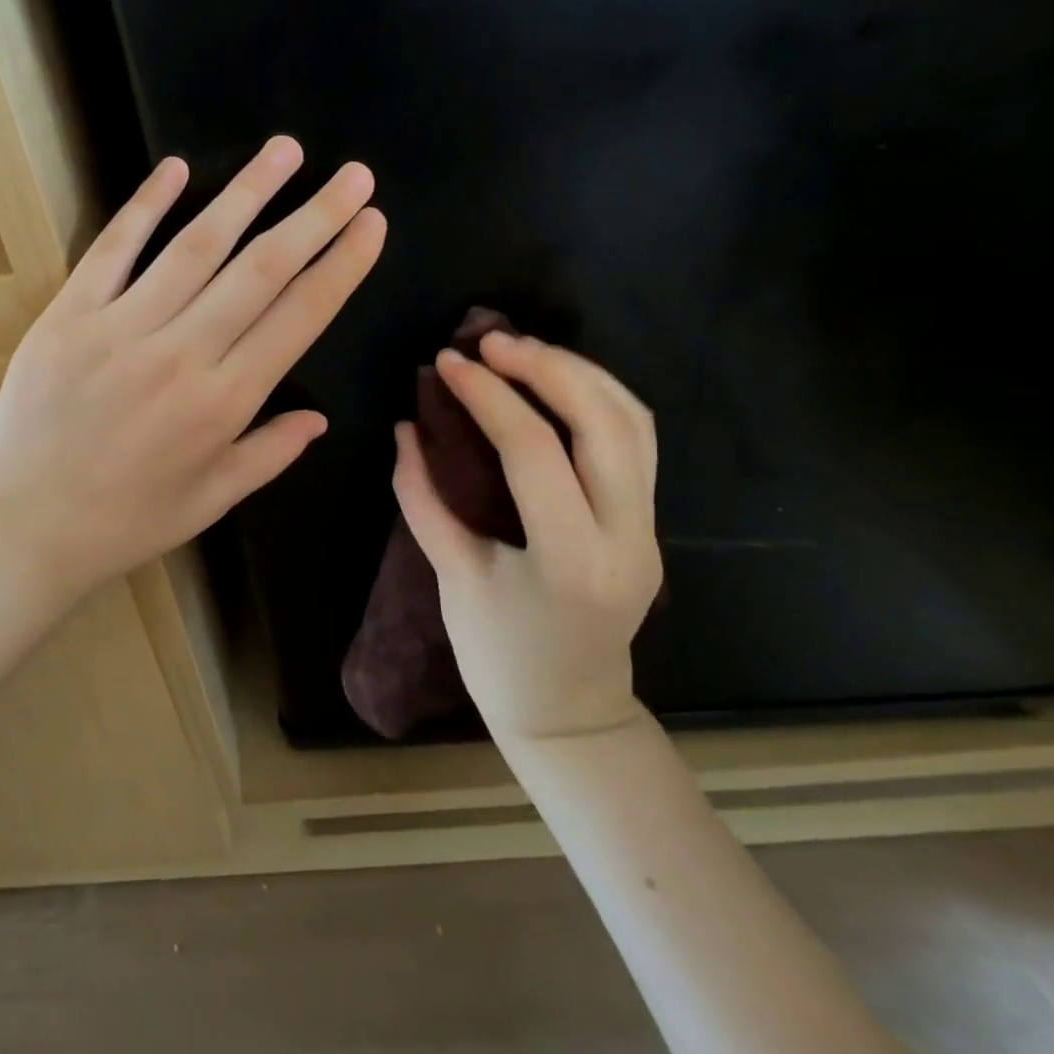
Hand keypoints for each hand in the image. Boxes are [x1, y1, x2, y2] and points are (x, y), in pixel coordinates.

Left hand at [0, 137, 386, 602]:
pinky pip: (114, 249)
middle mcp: (182, 353)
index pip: (299, 316)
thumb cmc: (126, 521)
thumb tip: (320, 417)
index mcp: (224, 401)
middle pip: (261, 270)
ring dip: (246, 193)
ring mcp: (122, 327)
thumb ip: (270, 452)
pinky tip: (176, 167)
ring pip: (196, 246)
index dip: (340, 266)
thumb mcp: (212, 500)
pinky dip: (146, 205)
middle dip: (314, 217)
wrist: (26, 527)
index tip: (370, 224)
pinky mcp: (70, 314)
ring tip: (285, 151)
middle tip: (353, 175)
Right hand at [393, 333, 662, 741]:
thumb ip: (422, 496)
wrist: (569, 713)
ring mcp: (648, 529)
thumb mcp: (451, 576)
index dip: (488, 396)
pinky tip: (558, 381)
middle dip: (548, 367)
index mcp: (570, 560)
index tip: (448, 362)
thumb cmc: (499, 656)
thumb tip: (405, 427)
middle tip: (491, 339)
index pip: (534, 451)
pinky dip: (600, 397)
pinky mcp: (648, 523)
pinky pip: (637, 441)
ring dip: (580, 373)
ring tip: (523, 349)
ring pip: (635, 424)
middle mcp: (625, 538)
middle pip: (605, 424)